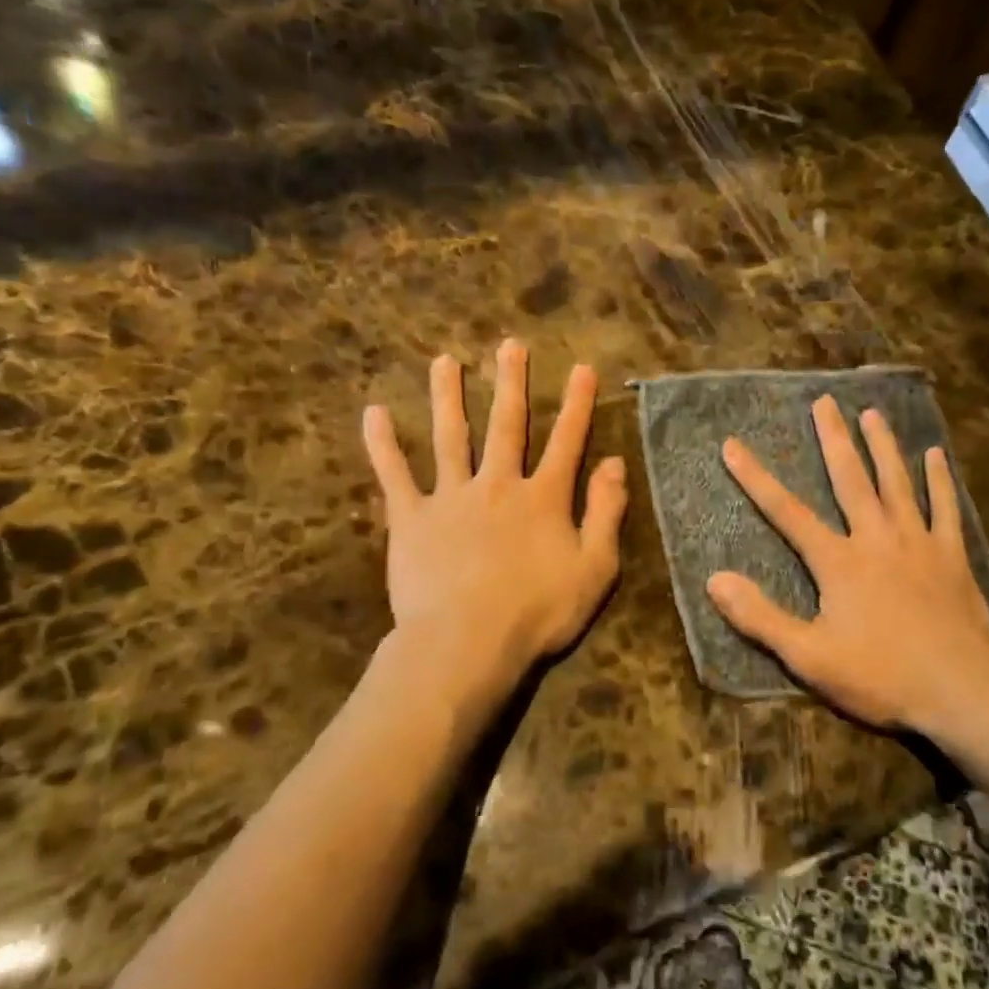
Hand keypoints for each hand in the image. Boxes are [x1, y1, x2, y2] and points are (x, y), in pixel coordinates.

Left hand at [362, 339, 626, 696]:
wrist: (468, 642)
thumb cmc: (538, 612)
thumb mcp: (595, 568)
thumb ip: (606, 512)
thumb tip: (615, 463)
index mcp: (543, 498)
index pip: (567, 441)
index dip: (578, 404)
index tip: (583, 368)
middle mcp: (498, 484)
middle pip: (507, 425)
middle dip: (511, 383)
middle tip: (510, 346)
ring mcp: (451, 497)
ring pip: (450, 436)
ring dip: (448, 397)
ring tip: (444, 361)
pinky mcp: (411, 518)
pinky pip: (395, 475)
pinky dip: (383, 444)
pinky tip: (373, 413)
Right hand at [706, 396, 988, 738]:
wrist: (961, 692)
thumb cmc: (881, 676)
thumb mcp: (809, 656)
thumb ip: (760, 617)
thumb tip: (714, 580)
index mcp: (839, 562)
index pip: (786, 512)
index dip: (755, 478)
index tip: (732, 445)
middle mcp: (877, 539)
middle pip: (850, 480)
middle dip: (833, 439)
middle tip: (824, 402)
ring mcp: (919, 544)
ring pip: (897, 484)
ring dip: (883, 447)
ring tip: (872, 413)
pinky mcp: (952, 557)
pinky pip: (945, 508)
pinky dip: (939, 480)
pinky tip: (935, 455)